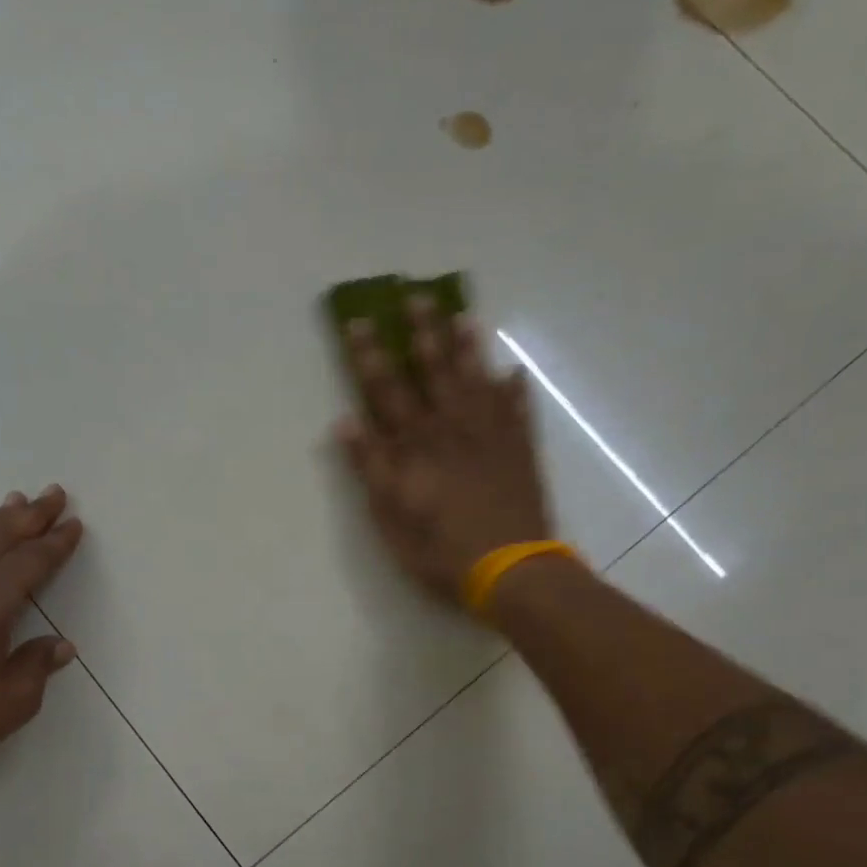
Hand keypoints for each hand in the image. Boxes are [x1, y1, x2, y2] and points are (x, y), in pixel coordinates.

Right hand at [335, 297, 553, 603]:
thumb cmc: (439, 550)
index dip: (369, 356)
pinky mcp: (521, 452)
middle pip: (433, 372)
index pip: (386, 390)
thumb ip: (369, 467)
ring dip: (468, 349)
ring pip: (477, 381)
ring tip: (464, 316)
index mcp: (414, 445)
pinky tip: (514, 372)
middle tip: (416, 297)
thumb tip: (345, 421)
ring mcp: (491, 436)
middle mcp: (451, 428)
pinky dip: (516, 390)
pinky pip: (519, 411)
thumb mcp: (389, 516)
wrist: (510, 569)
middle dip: (421, 334)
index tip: (359, 322)